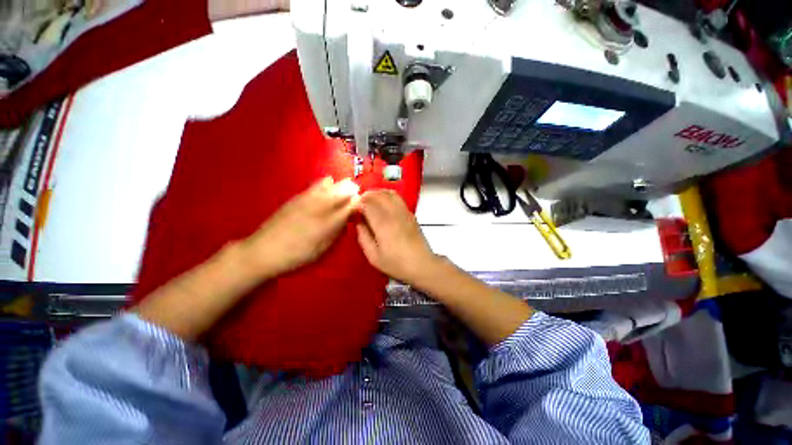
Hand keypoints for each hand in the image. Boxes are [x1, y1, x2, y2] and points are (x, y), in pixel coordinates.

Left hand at [243, 177, 359, 278]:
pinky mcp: (297, 197)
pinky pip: (316, 185)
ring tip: (345, 187)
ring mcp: (308, 199)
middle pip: (342, 191)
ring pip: (330, 185)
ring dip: (340, 186)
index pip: (351, 206)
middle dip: (352, 191)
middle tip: (356, 194)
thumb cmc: (298, 254)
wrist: (264, 250)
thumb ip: (337, 230)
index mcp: (329, 221)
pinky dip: (326, 183)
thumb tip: (347, 218)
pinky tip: (328, 184)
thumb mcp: (323, 247)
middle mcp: (321, 206)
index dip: (359, 203)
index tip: (363, 205)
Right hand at [356, 190, 439, 285]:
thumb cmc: (396, 264)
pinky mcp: (410, 214)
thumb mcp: (374, 256)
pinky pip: (398, 198)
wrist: (421, 265)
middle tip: (359, 202)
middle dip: (366, 196)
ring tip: (370, 200)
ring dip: (377, 193)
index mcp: (383, 224)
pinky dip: (388, 196)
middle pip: (378, 195)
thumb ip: (363, 237)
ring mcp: (404, 212)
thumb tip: (359, 222)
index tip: (353, 209)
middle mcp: (394, 214)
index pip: (367, 204)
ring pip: (389, 194)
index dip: (358, 203)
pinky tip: (383, 204)